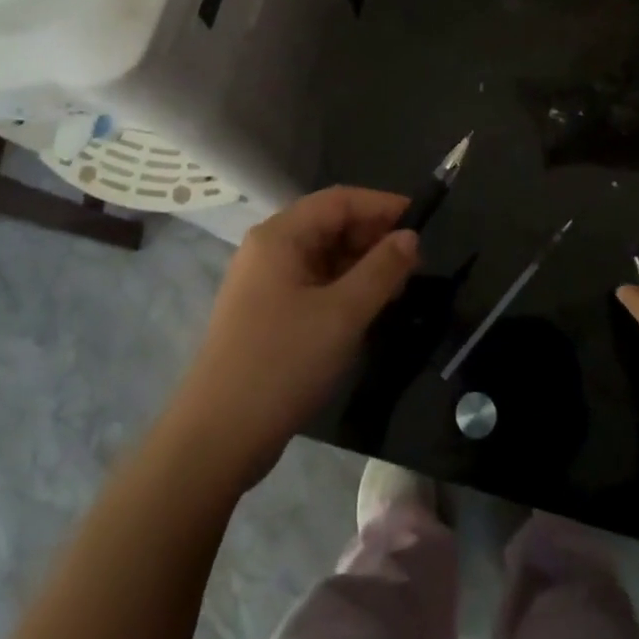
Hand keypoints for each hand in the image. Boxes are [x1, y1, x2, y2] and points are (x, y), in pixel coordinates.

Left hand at [169, 186, 418, 484]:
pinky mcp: (264, 313)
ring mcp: (263, 282)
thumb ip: (382, 270)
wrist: (217, 438)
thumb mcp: (343, 314)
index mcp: (280, 235)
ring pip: (322, 256)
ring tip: (398, 288)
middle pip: (329, 225)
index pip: (339, 200)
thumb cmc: (282, 363)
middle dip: (373, 238)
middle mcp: (268, 249)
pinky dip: (342, 288)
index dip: (382, 205)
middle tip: (415, 263)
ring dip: (360, 265)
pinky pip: (311, 283)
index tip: (422, 221)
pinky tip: (367, 309)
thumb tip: (410, 237)